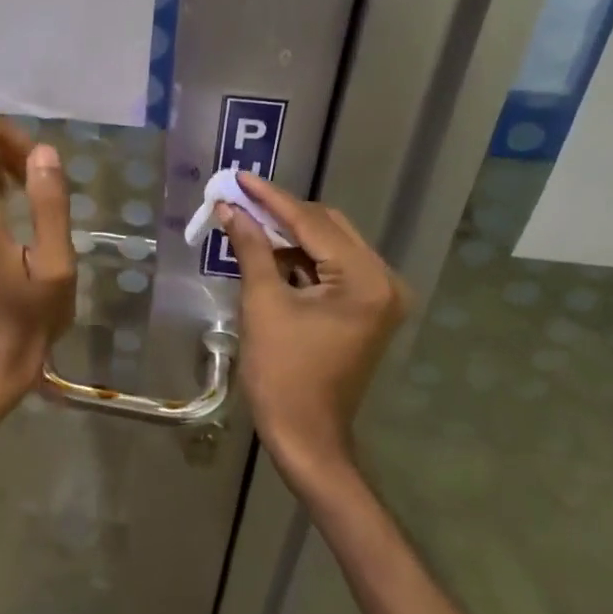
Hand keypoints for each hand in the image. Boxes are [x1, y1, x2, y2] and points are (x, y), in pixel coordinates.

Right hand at [219, 171, 410, 483]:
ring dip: (289, 235)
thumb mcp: (263, 303)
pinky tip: (268, 250)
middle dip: (281, 213)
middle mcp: (383, 281)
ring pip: (329, 246)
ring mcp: (379, 297)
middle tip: (239, 198)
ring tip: (247, 221)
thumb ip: (251, 248)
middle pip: (327, 228)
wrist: (305, 436)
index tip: (240, 177)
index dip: (271, 199)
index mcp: (365, 280)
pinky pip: (332, 269)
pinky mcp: (367, 310)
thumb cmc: (282, 373)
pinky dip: (300, 259)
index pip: (313, 224)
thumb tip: (229, 208)